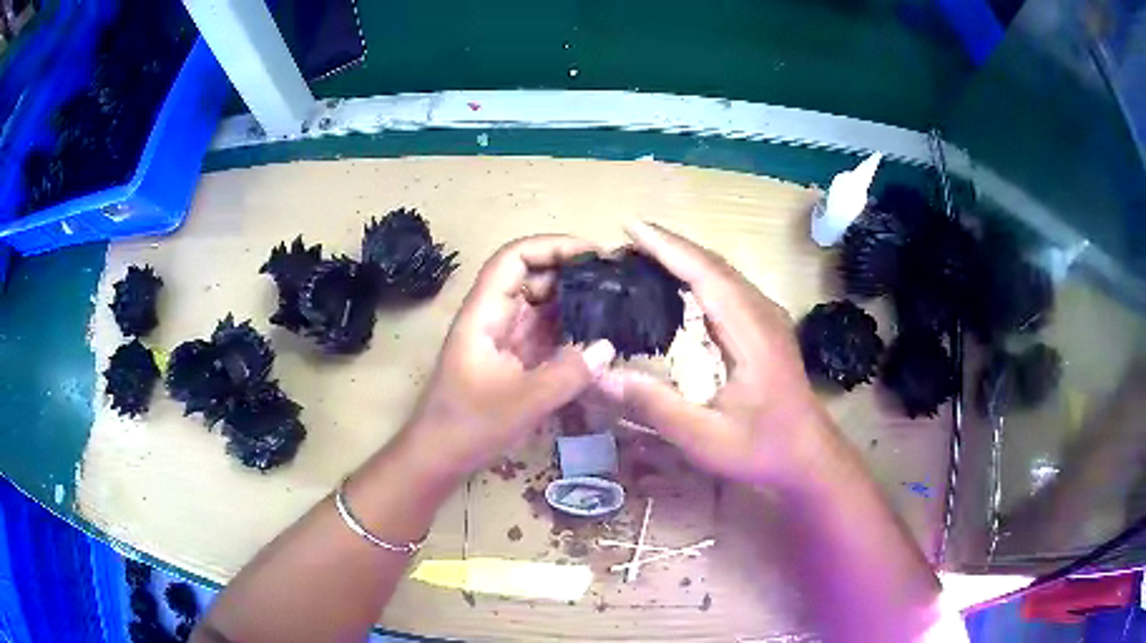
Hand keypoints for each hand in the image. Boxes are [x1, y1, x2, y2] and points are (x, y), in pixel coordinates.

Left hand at [400, 235, 615, 481]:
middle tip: (615, 281)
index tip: (593, 254)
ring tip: (614, 304)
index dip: (552, 246)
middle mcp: (494, 317)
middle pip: (532, 276)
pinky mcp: (514, 360)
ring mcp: (504, 338)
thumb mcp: (523, 401)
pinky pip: (545, 333)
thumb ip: (568, 374)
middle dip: (571, 272)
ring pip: (541, 305)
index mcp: (485, 313)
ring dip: (574, 301)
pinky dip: (570, 329)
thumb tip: (608, 347)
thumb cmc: (470, 425)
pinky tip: (598, 336)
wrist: (439, 456)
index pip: (515, 258)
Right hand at [597, 221, 831, 488]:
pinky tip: (679, 285)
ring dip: (685, 258)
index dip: (667, 247)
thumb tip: (601, 375)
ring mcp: (768, 319)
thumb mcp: (705, 438)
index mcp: (751, 333)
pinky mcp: (766, 329)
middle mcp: (762, 314)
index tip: (630, 226)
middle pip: (714, 265)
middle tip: (625, 241)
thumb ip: (655, 406)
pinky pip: (729, 289)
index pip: (706, 274)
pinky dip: (699, 277)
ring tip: (644, 254)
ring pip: (723, 274)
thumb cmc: (762, 450)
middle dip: (670, 246)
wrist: (809, 458)